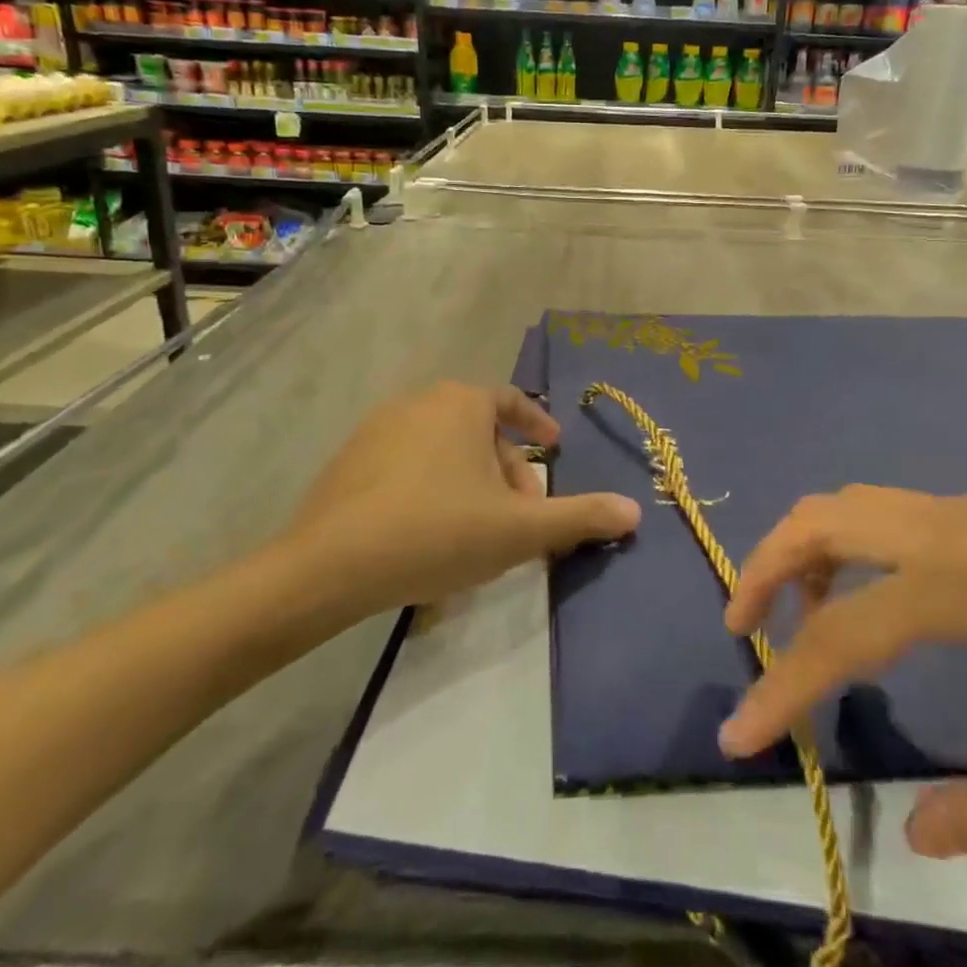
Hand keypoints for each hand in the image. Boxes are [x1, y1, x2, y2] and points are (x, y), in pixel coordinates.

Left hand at [286, 381, 639, 620]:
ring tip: (478, 527)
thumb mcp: (519, 529)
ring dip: (469, 479)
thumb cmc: (438, 532)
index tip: (554, 449)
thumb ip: (579, 517)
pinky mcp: (349, 459)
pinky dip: (430, 486)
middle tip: (519, 512)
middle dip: (507, 467)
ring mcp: (378, 427)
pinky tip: (429, 532)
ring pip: (443, 447)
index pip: (511, 401)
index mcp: (463, 403)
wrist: (331, 566)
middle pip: (479, 428)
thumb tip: (635, 511)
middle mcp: (420, 401)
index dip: (537, 424)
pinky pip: (407, 463)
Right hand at [715, 487, 966, 865]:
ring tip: (799, 615)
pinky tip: (877, 599)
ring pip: (861, 503)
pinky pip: (900, 514)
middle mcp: (964, 529)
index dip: (783, 684)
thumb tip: (916, 832)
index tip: (738, 737)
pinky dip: (857, 543)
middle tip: (745, 628)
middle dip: (768, 564)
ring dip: (812, 547)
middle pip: (828, 516)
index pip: (845, 629)